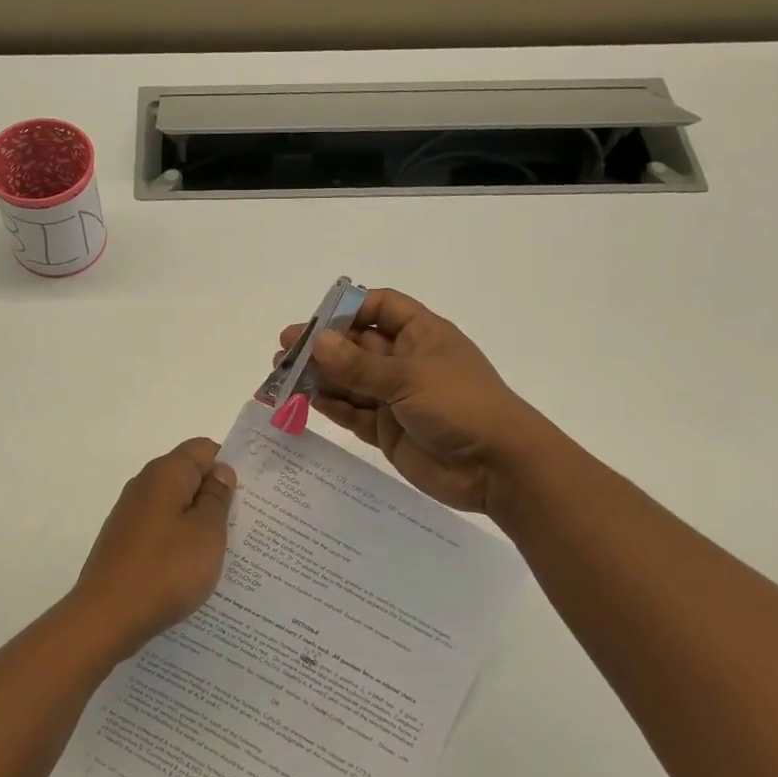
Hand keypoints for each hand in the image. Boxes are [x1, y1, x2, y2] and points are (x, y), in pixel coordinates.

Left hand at [69, 438, 236, 656]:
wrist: (106, 618)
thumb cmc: (165, 571)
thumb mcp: (206, 533)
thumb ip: (217, 497)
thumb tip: (220, 472)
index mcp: (165, 474)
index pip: (204, 449)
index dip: (229, 465)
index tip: (251, 494)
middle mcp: (144, 486)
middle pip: (188, 476)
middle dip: (217, 496)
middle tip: (247, 524)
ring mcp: (131, 516)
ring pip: (175, 507)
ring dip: (199, 523)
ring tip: (227, 551)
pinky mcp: (125, 543)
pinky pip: (162, 531)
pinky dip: (180, 543)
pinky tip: (194, 569)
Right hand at [278, 288, 549, 516]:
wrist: (498, 468)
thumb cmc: (461, 405)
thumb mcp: (408, 378)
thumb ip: (358, 365)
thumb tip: (316, 342)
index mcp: (421, 335)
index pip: (380, 308)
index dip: (348, 309)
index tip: (316, 322)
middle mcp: (406, 361)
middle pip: (356, 346)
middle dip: (321, 347)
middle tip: (283, 352)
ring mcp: (395, 397)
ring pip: (349, 381)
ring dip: (318, 378)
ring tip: (280, 377)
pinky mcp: (387, 430)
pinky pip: (352, 412)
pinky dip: (329, 406)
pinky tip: (302, 401)